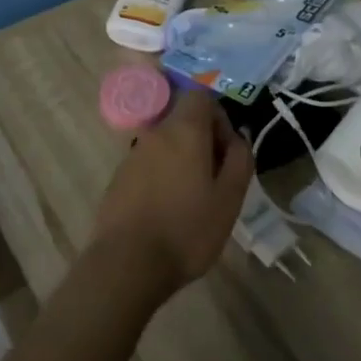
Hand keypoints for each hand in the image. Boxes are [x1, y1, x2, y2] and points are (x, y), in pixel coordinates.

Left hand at [90, 89, 252, 304]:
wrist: (127, 263)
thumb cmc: (186, 229)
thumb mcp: (229, 198)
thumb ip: (240, 160)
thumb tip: (239, 139)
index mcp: (184, 130)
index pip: (201, 97)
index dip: (219, 118)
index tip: (227, 152)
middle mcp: (155, 133)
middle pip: (183, 121)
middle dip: (203, 142)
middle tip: (216, 180)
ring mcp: (133, 154)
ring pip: (166, 144)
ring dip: (183, 161)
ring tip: (193, 200)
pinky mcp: (119, 178)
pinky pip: (149, 165)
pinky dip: (162, 177)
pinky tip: (167, 212)